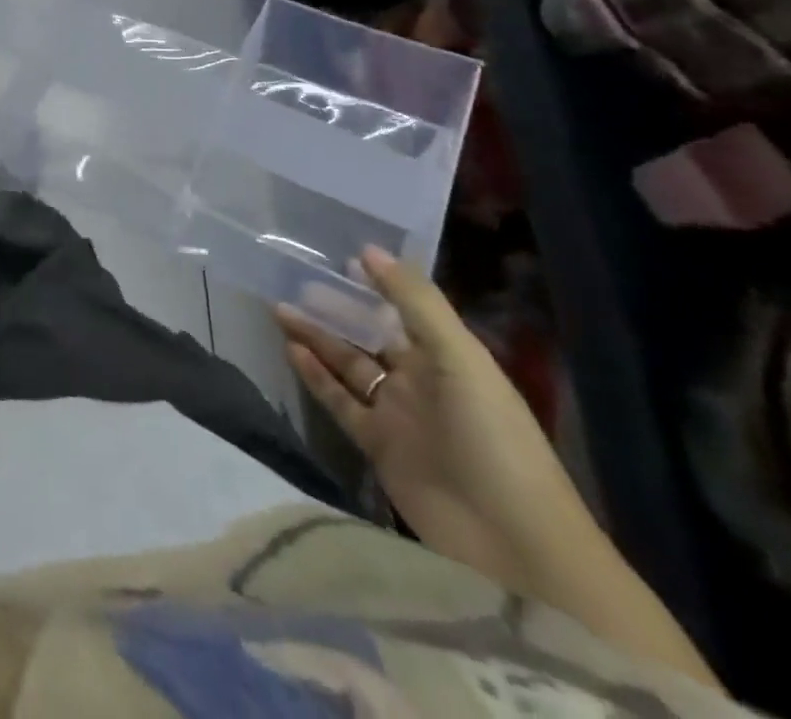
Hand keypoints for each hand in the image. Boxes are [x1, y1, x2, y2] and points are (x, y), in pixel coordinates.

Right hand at [276, 248, 597, 592]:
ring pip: (348, 365)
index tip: (336, 257)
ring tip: (279, 309)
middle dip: (335, 310)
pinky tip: (291, 351)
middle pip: (369, 336)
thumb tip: (368, 249)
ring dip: (317, 338)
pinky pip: (339, 402)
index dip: (374, 284)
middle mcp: (420, 380)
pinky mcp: (377, 446)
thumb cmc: (492, 436)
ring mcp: (397, 414)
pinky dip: (316, 377)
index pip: (403, 309)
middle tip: (293, 281)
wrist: (511, 542)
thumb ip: (414, 302)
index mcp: (447, 357)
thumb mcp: (459, 358)